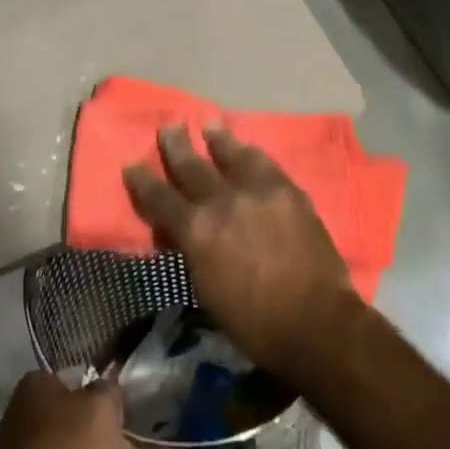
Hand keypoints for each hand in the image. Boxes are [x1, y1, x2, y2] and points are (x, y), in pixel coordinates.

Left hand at [0, 371, 187, 448]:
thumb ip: (109, 393)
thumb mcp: (98, 408)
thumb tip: (109, 387)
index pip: (73, 383)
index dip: (102, 390)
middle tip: (167, 448)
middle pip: (91, 432)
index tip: (130, 397)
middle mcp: (40, 431)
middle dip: (132, 445)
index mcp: (38, 396)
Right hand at [122, 124, 360, 380]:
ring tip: (209, 125)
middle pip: (191, 166)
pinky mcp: (287, 191)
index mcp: (195, 231)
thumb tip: (183, 231)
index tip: (132, 164)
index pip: (159, 198)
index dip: (142, 180)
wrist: (316, 323)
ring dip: (217, 139)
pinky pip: (265, 164)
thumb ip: (191, 251)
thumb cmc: (254, 323)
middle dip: (176, 146)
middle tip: (169, 127)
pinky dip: (251, 154)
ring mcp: (256, 192)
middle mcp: (221, 202)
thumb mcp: (206, 291)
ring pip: (231, 154)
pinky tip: (248, 148)